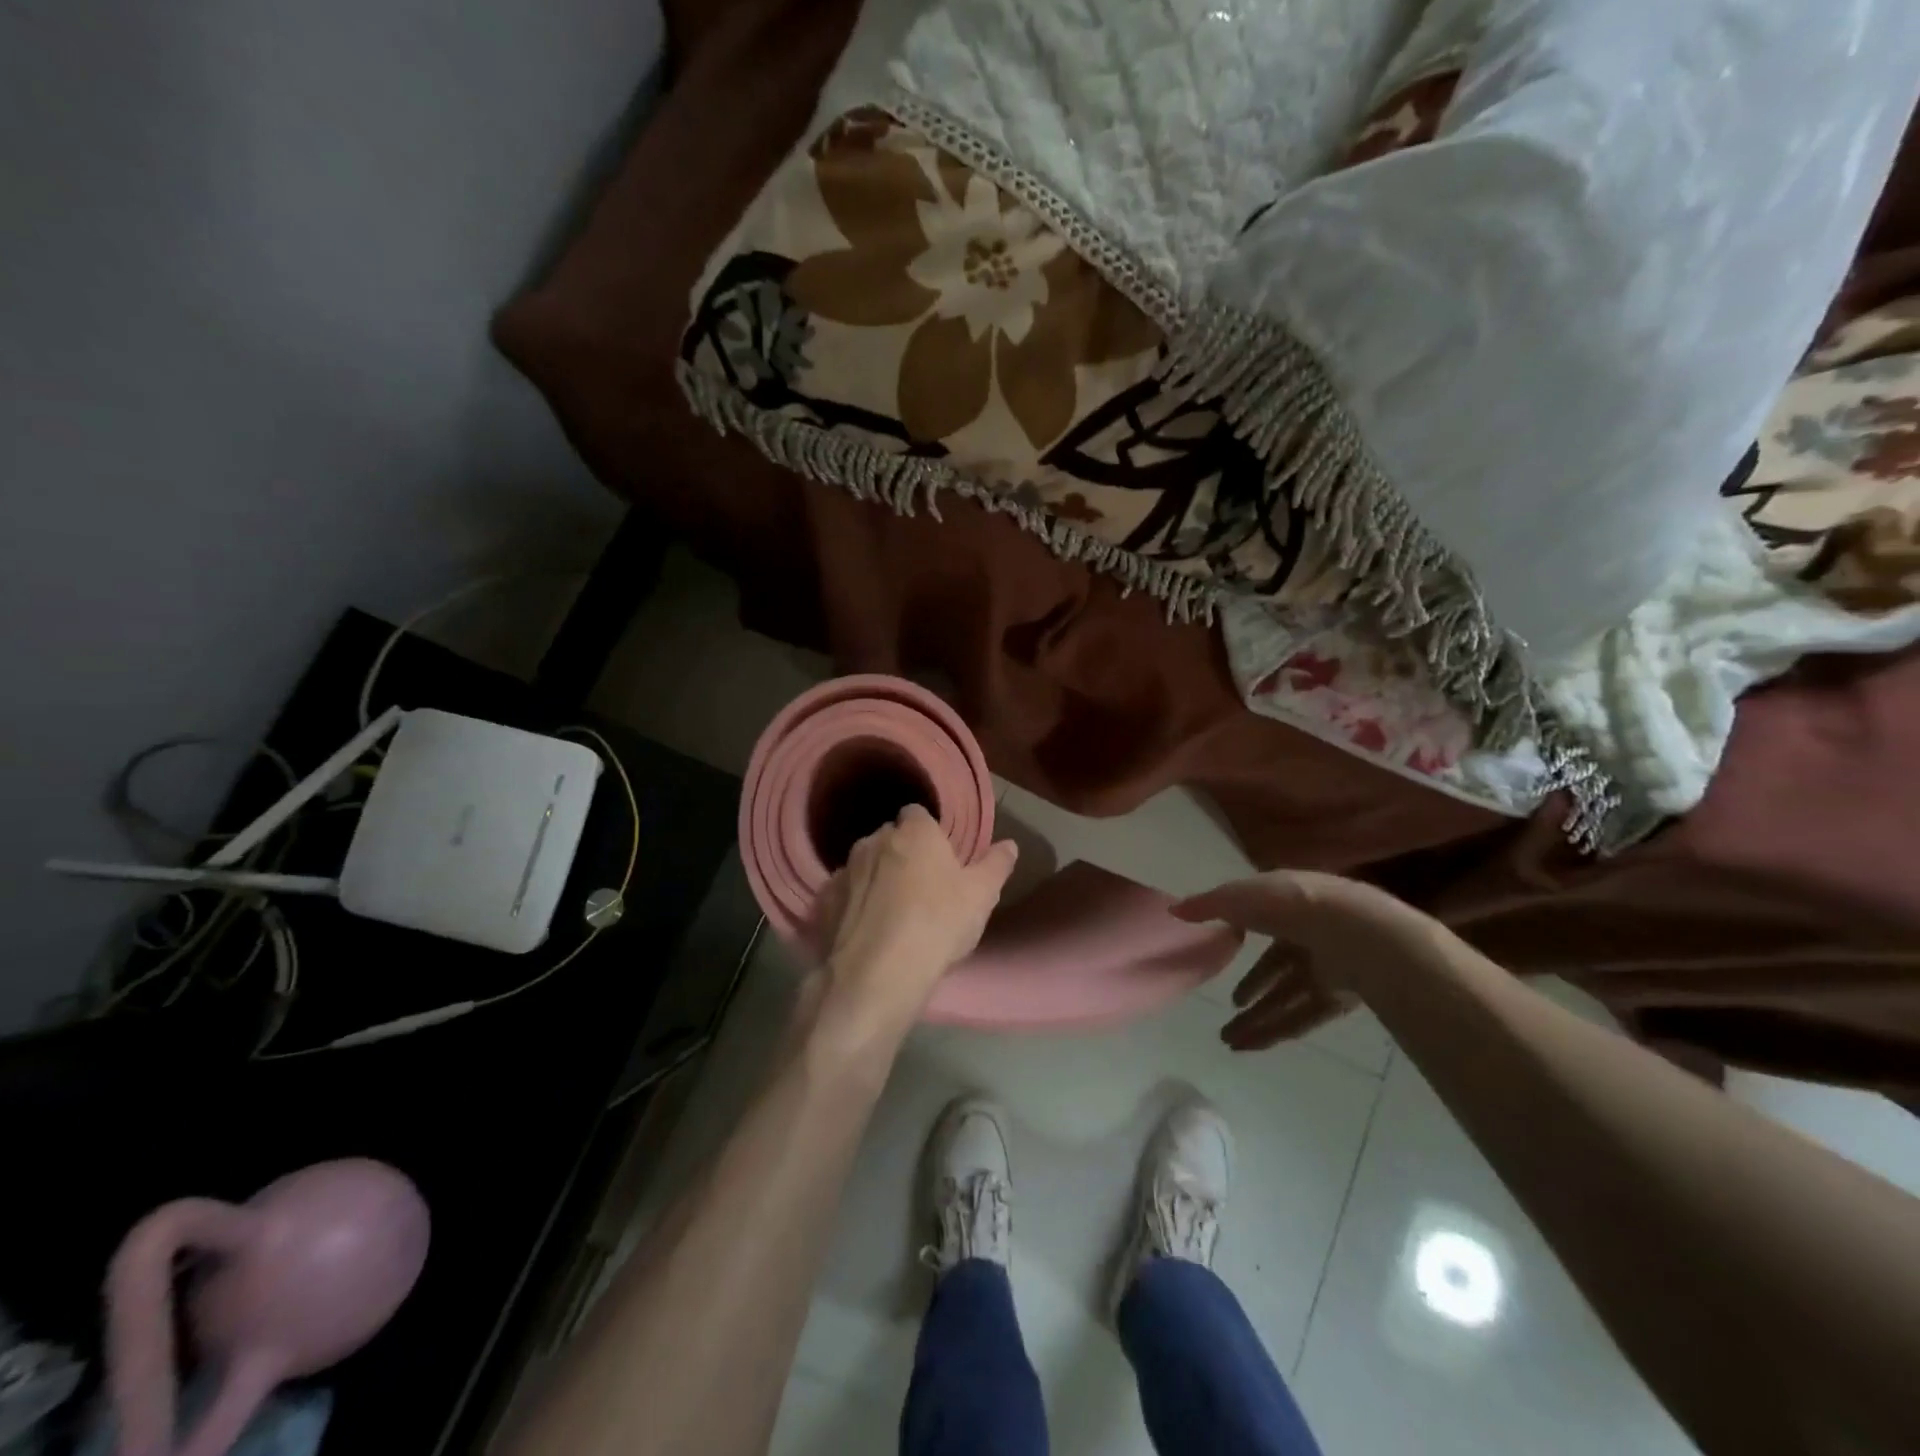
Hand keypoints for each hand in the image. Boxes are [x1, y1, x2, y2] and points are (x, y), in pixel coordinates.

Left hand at [812, 805, 1018, 1039]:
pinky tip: (864, 932)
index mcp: (914, 832)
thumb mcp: (981, 897)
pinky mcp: (822, 901)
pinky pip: (842, 895)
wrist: (877, 975)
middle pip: (889, 839)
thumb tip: (1010, 845)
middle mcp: (874, 841)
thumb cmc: (938, 925)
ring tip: (890, 914)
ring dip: (875, 880)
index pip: (917, 814)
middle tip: (919, 889)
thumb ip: (996, 865)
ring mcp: (843, 870)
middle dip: (901, 855)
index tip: (939, 858)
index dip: (928, 834)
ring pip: (863, 866)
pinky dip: (852, 905)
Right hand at [1173, 871, 1438, 1050]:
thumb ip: (1208, 904)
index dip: (1240, 939)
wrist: (1352, 931)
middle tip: (1228, 1010)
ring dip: (1257, 1018)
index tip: (1221, 956)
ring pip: (1286, 998)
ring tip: (1228, 1040)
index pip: (1263, 922)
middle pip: (1276, 968)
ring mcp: (1326, 969)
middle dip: (1251, 990)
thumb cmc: (1290, 903)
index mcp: (1290, 904)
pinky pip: (1301, 1018)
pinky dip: (1275, 1031)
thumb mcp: (1238, 896)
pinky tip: (1248, 1046)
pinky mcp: (1338, 999)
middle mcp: (1309, 935)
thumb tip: (1175, 910)